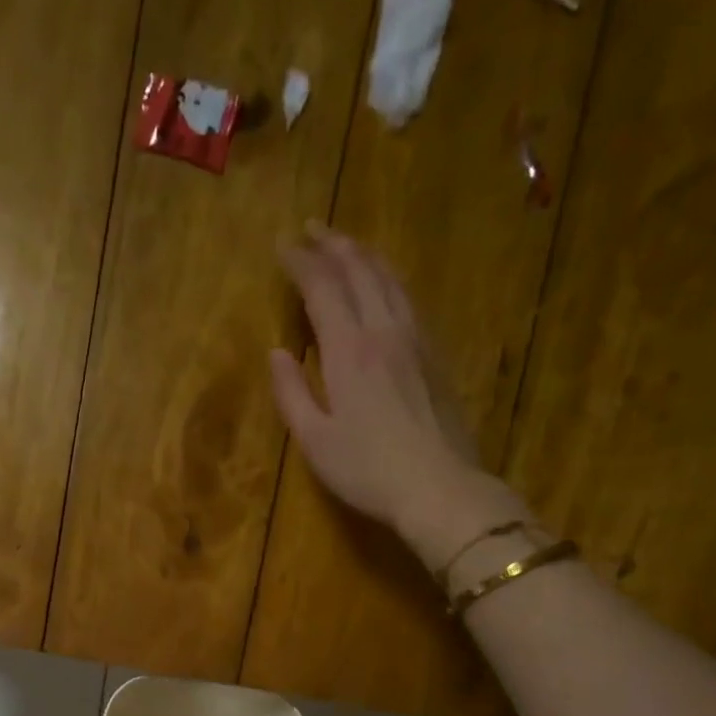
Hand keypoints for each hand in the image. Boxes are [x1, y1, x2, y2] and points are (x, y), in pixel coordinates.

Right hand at [272, 223, 525, 565]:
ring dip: (365, 254)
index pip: (322, 287)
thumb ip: (292, 394)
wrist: (439, 487)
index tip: (282, 245)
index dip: (300, 262)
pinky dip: (389, 279)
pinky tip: (385, 285)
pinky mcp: (436, 355)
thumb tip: (277, 353)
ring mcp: (416, 339)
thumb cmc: (367, 471)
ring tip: (347, 245)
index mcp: (348, 350)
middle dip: (333, 244)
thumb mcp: (315, 441)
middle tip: (312, 229)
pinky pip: (409, 299)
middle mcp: (384, 330)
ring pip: (390, 278)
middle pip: (360, 270)